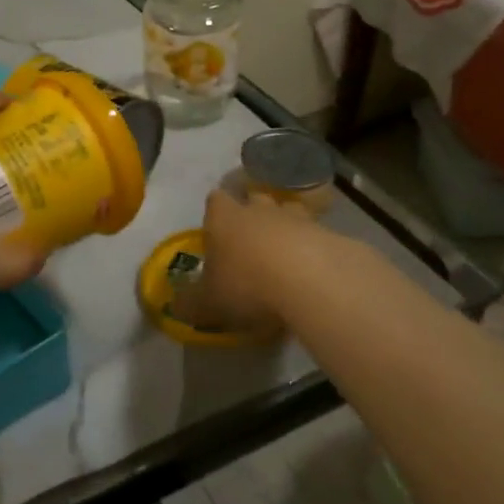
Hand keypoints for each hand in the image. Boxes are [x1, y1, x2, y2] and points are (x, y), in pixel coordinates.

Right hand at [199, 188, 354, 333]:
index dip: (215, 212)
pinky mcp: (328, 233)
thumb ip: (190, 302)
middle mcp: (258, 210)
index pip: (215, 200)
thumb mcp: (209, 302)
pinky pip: (316, 234)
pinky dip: (312, 247)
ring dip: (286, 226)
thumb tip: (175, 305)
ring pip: (288, 211)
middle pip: (254, 198)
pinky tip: (312, 270)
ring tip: (285, 251)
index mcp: (225, 218)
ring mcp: (296, 218)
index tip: (216, 230)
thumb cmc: (248, 283)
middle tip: (250, 239)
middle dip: (252, 213)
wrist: (310, 279)